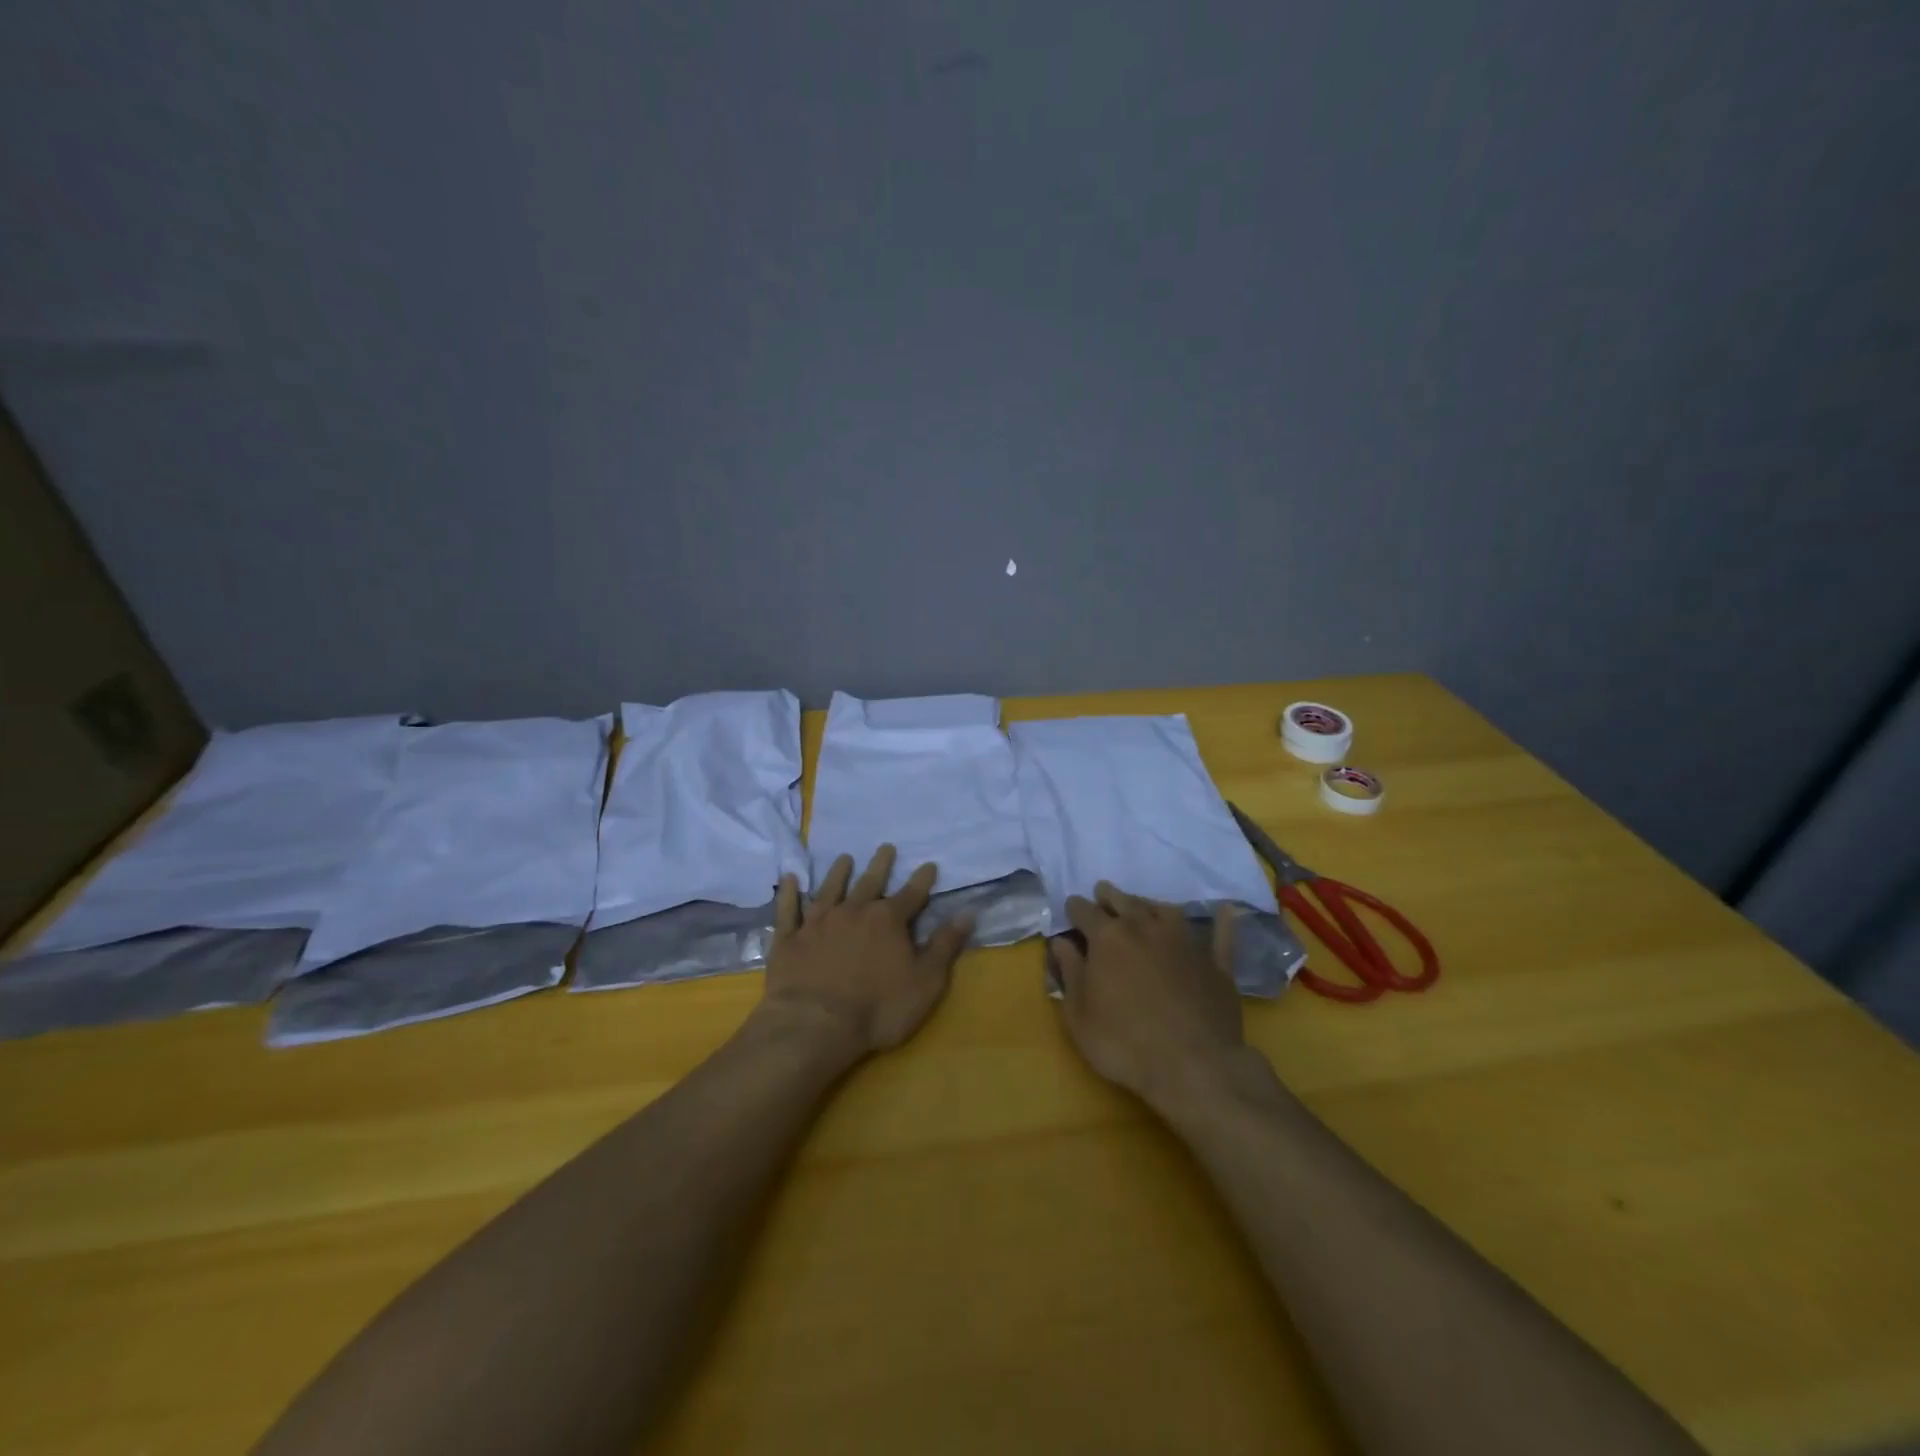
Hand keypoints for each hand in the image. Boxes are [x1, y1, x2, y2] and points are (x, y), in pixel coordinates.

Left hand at [757, 845, 972, 1059]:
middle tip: (886, 846)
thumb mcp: (925, 982)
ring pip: (830, 888)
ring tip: (844, 858)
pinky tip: (789, 879)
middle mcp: (854, 911)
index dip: (922, 880)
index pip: (911, 894)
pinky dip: (789, 893)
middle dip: (881, 864)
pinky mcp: (789, 939)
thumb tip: (967, 913)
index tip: (929, 864)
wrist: (814, 1025)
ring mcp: (818, 922)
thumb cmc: (878, 1008)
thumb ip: (944, 946)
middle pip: (870, 882)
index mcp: (888, 920)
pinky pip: (789, 910)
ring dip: (838, 872)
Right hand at [1050, 882, 1248, 1114]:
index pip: (1084, 911)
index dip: (1075, 908)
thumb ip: (1069, 972)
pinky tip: (1225, 911)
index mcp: (1108, 938)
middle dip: (1109, 896)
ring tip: (1143, 906)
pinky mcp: (1215, 963)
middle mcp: (1145, 928)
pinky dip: (1221, 922)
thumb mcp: (1079, 1015)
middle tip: (1103, 894)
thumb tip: (1061, 942)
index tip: (1071, 909)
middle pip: (1124, 901)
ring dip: (1150, 905)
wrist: (1193, 1066)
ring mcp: (1184, 942)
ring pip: (1165, 910)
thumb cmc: (1123, 1043)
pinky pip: (1220, 935)